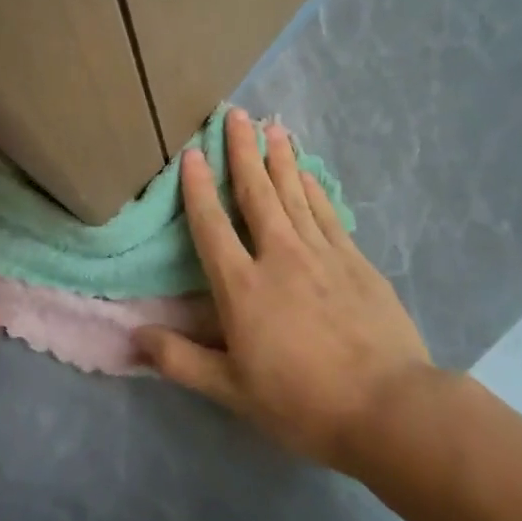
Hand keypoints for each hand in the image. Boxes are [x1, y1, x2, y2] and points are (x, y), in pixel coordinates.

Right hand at [134, 107, 435, 469]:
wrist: (387, 406)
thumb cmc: (301, 403)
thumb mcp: (232, 391)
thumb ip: (181, 360)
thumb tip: (135, 335)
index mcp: (243, 287)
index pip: (212, 226)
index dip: (199, 187)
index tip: (193, 152)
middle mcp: (280, 256)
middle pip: (256, 193)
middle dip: (243, 151)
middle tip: (235, 113)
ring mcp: (323, 254)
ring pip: (294, 194)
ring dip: (279, 158)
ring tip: (271, 127)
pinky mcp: (356, 260)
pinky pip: (327, 212)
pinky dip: (313, 188)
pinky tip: (306, 173)